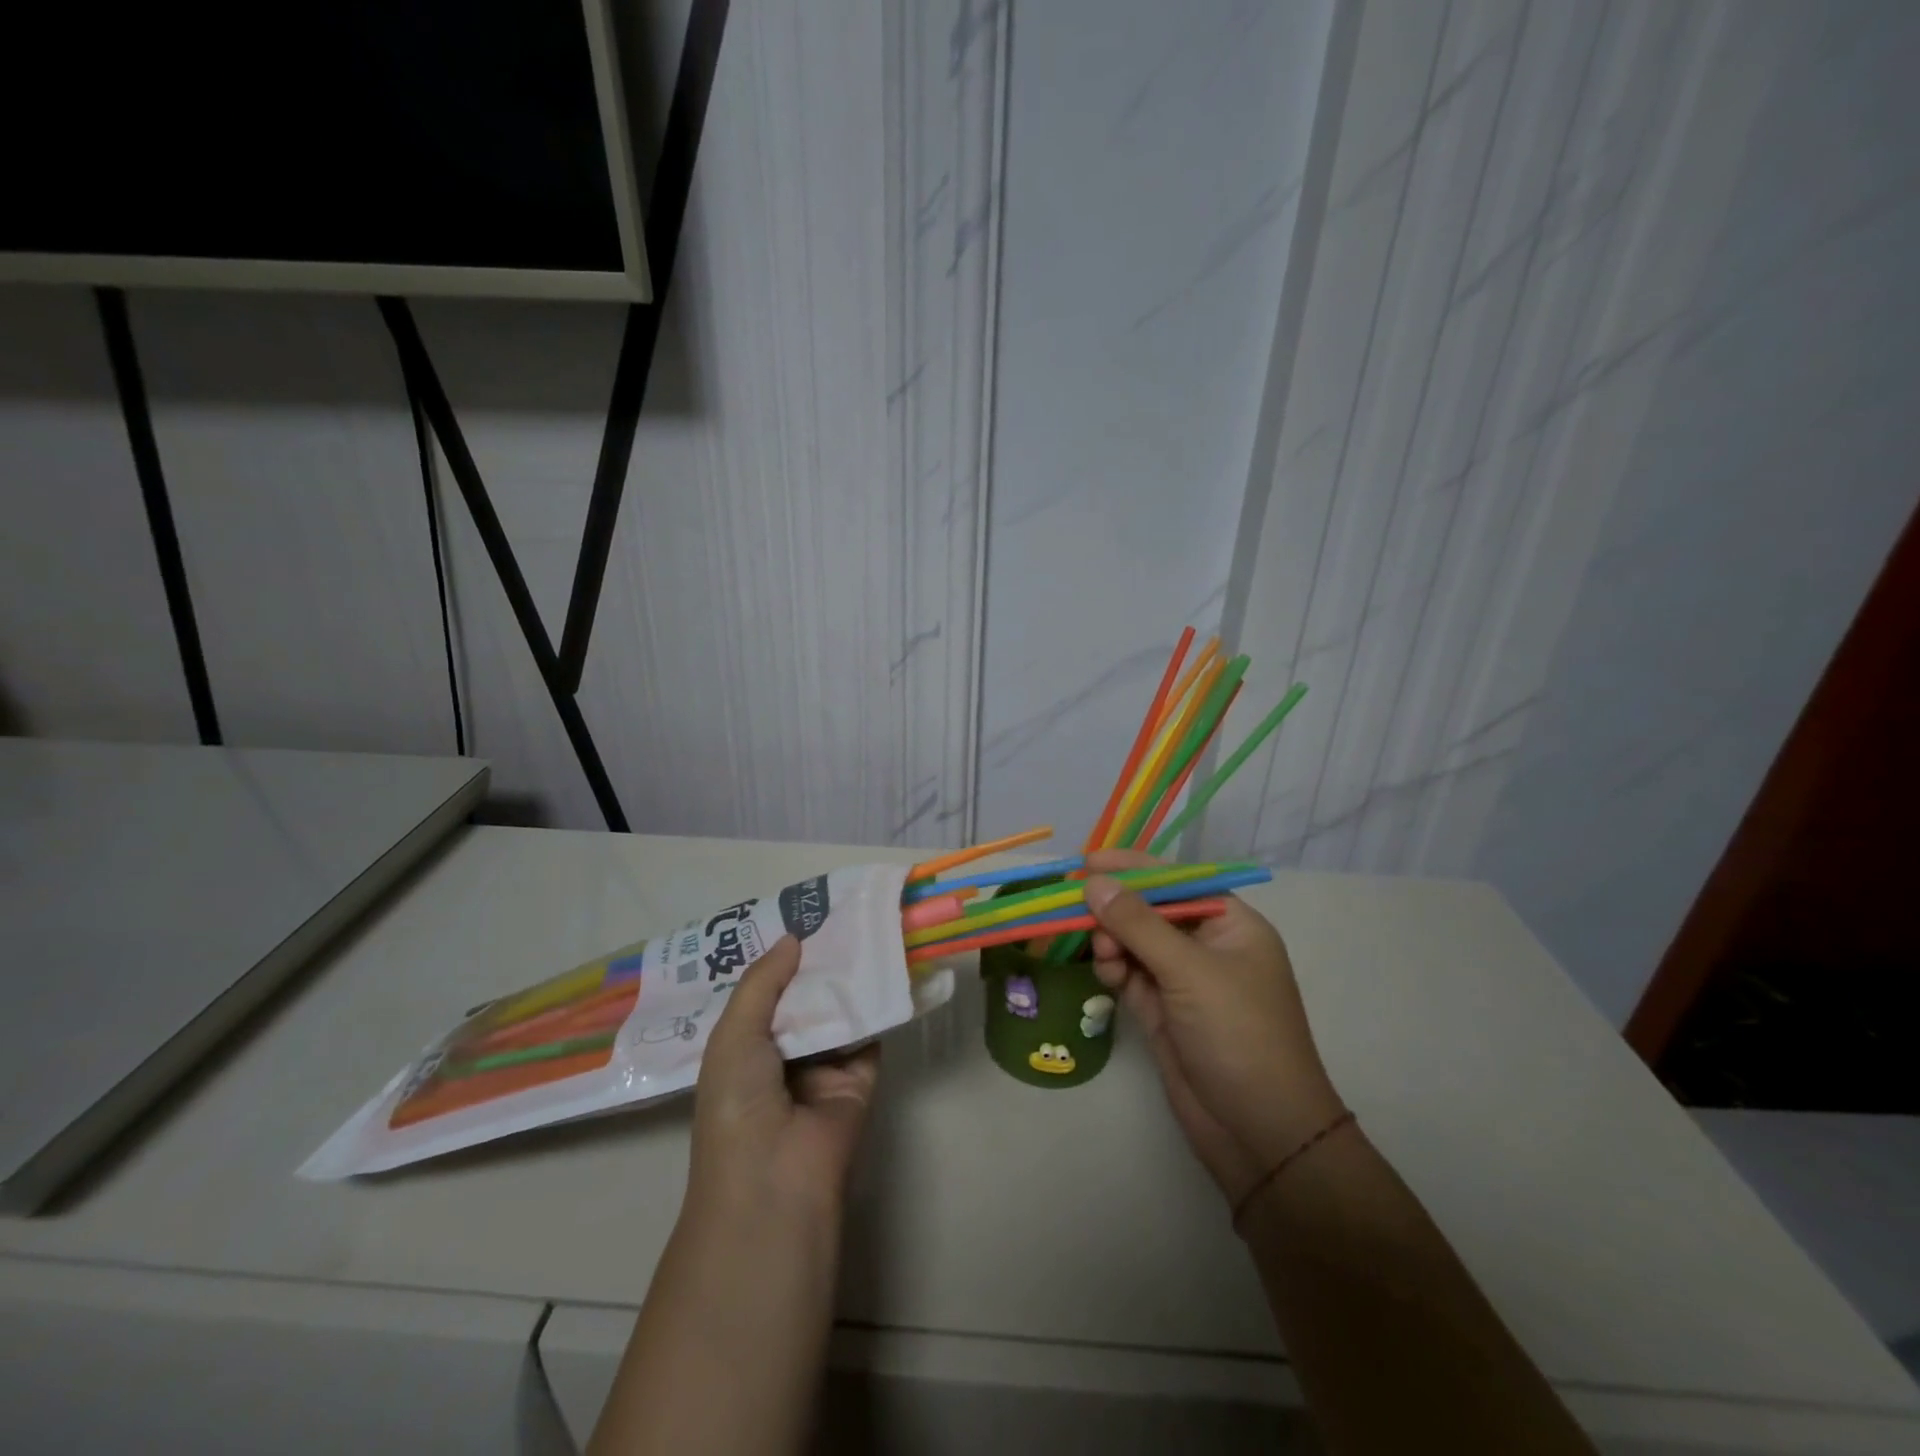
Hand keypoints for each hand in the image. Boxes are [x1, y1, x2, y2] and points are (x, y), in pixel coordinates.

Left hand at [688, 935, 879, 1221]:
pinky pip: (870, 1033)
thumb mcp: (734, 1034)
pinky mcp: (860, 1077)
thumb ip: (763, 982)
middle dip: (817, 962)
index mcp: (743, 1047)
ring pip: (838, 1011)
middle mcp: (782, 1054)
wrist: (777, 1178)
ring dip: (848, 978)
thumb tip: (793, 937)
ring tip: (866, 926)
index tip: (799, 916)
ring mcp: (823, 1066)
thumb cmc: (738, 1102)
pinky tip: (887, 963)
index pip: (763, 994)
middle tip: (839, 912)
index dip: (778, 959)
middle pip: (804, 998)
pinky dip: (878, 1004)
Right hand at [1083, 850, 1345, 1206]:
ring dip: (1112, 941)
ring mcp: (1184, 981)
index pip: (1176, 881)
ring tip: (1103, 953)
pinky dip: (1114, 969)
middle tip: (1076, 908)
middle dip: (1116, 909)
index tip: (1087, 861)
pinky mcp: (1163, 1012)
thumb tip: (1094, 882)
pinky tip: (1106, 973)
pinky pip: (1130, 975)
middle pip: (1150, 911)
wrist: (1259, 1132)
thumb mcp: (1190, 971)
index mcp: (1231, 925)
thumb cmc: (1238, 1035)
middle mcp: (1207, 946)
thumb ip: (1138, 924)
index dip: (1133, 868)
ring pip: (1134, 943)